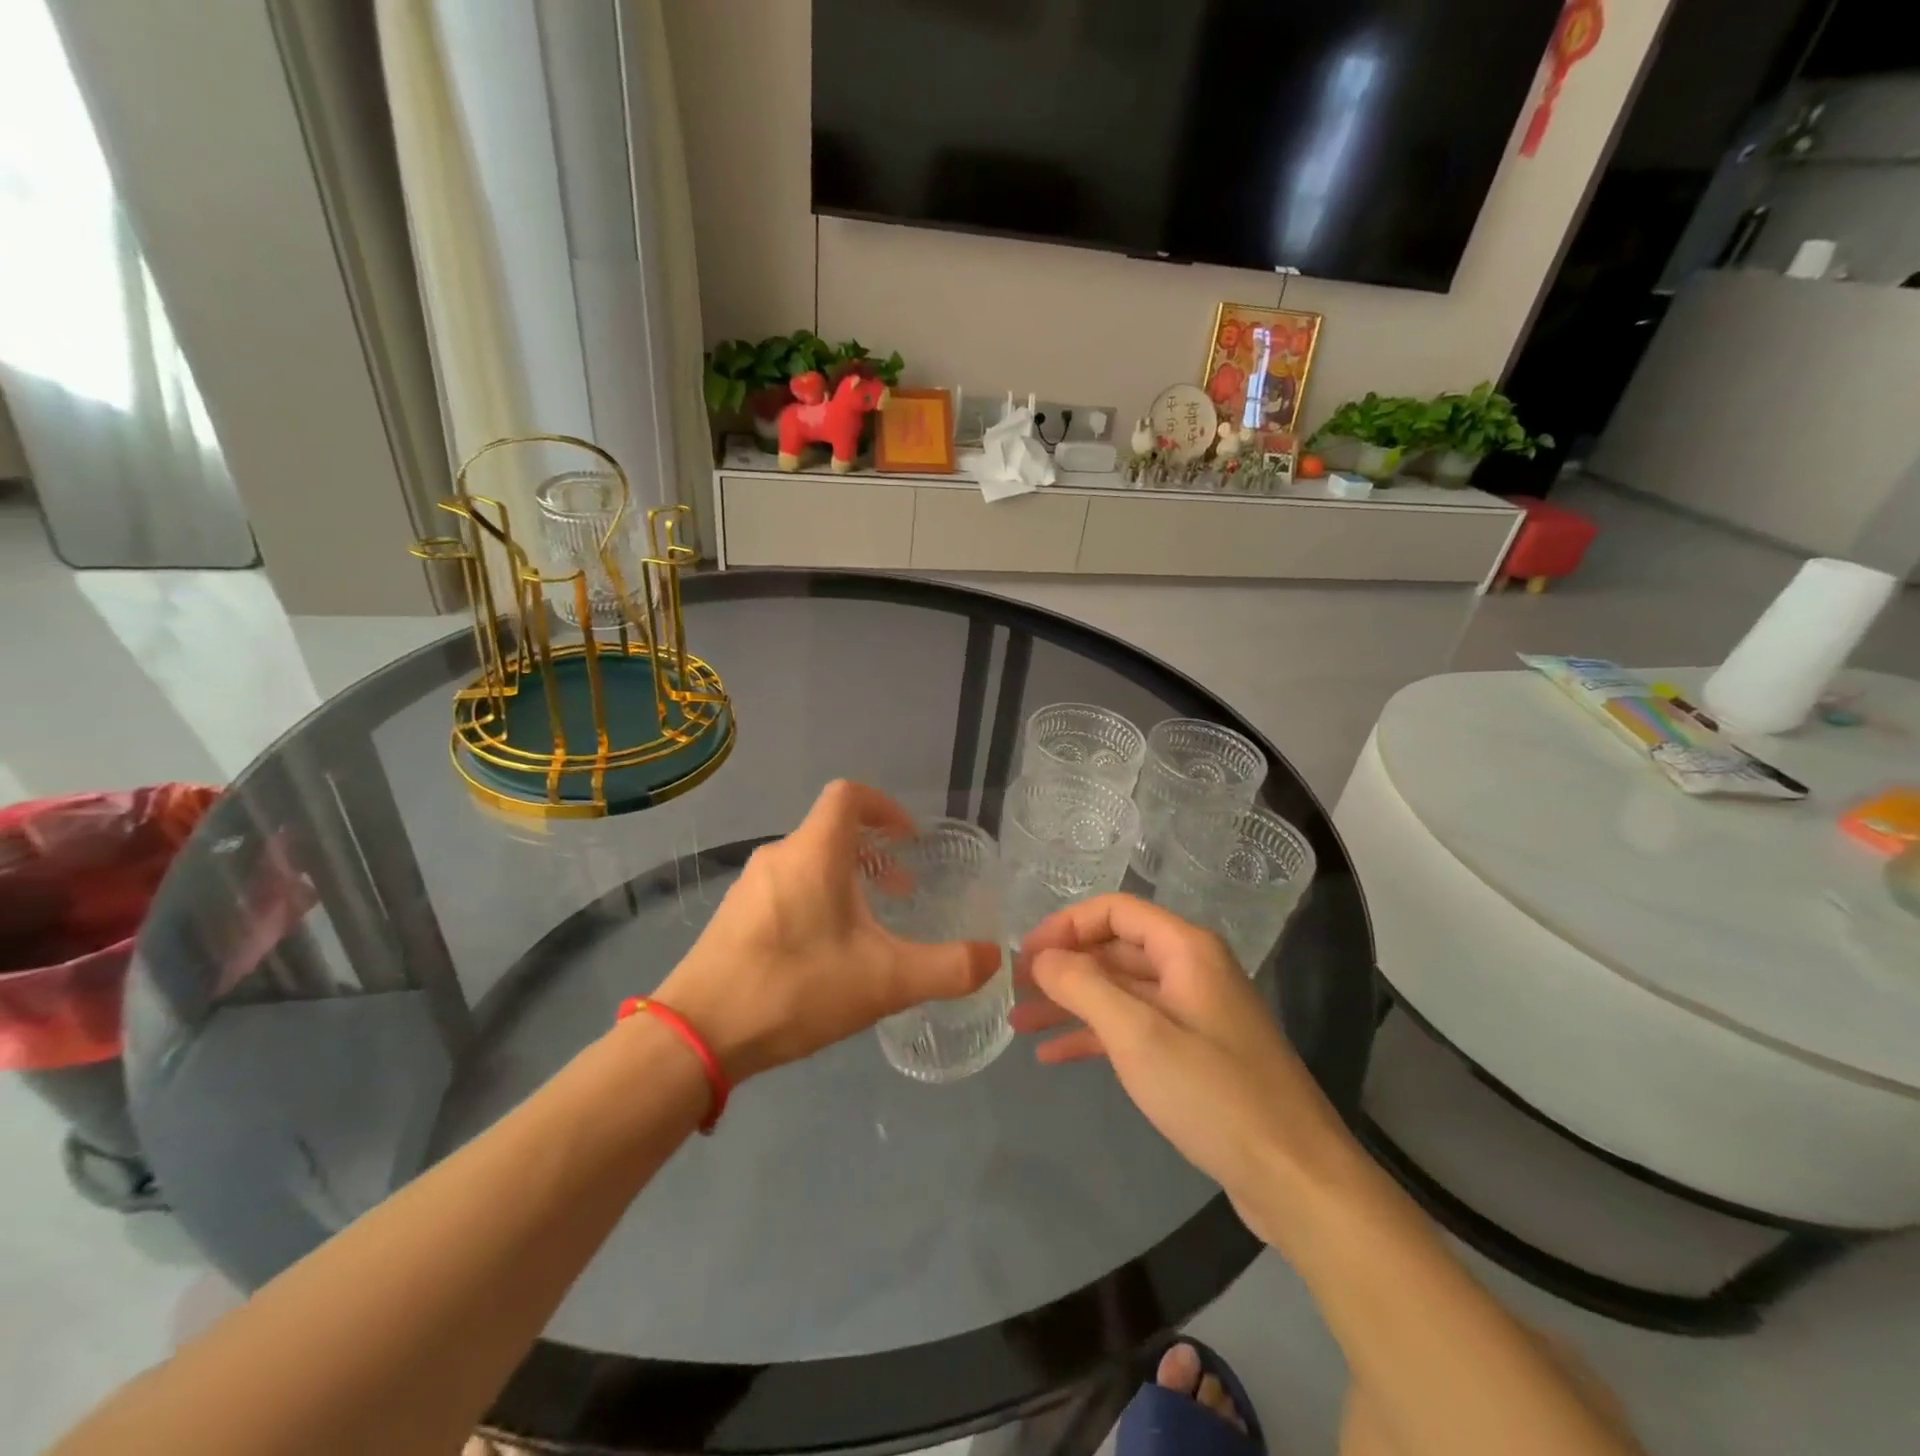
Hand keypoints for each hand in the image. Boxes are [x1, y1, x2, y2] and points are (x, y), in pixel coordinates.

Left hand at [657, 781, 999, 1081]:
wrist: (697, 1035)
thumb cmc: (796, 989)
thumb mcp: (884, 982)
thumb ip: (947, 969)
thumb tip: (995, 957)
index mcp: (814, 853)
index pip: (849, 795)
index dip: (884, 806)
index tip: (909, 839)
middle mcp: (779, 856)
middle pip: (832, 831)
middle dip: (874, 854)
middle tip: (901, 893)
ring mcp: (750, 886)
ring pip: (808, 862)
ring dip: (845, 880)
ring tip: (867, 928)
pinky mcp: (733, 916)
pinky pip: (785, 888)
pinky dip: (816, 899)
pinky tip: (822, 954)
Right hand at [1010, 894, 1342, 1242]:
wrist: (1295, 1178)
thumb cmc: (1213, 1095)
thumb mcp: (1138, 1035)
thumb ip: (1083, 986)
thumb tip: (1041, 956)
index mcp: (1186, 949)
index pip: (1114, 910)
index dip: (1065, 925)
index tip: (1024, 954)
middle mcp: (1190, 970)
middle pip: (1115, 949)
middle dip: (1063, 967)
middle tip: (1013, 990)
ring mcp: (1193, 1013)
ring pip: (1120, 992)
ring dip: (1071, 1003)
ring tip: (1020, 1023)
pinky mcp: (1194, 1053)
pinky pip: (1134, 1028)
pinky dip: (1094, 1035)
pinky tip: (1054, 1054)